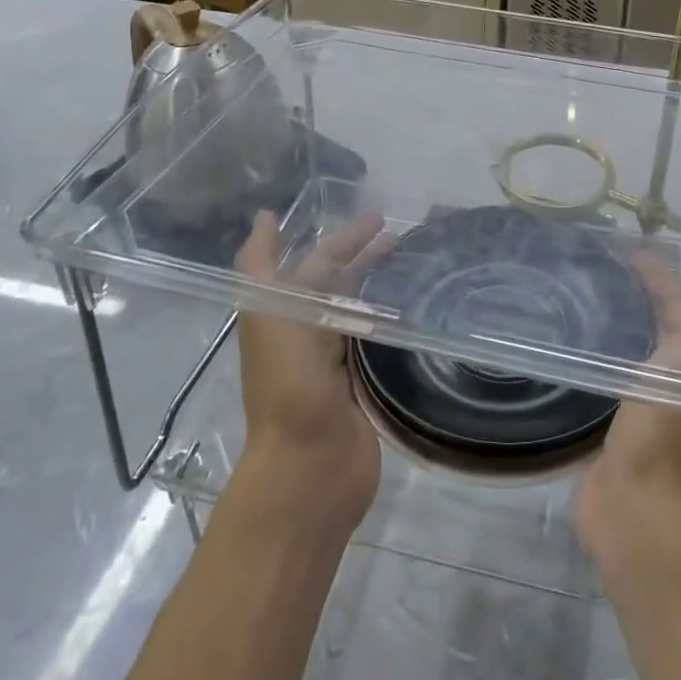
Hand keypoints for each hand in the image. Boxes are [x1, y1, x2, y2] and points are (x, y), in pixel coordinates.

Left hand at [232, 209, 395, 532]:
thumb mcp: (268, 313)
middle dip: (363, 253)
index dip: (337, 236)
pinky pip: (378, 341)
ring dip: (381, 282)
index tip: (371, 213)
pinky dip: (394, 318)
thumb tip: (265, 216)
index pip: (315, 260)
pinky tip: (418, 305)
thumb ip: (262, 265)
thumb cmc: (288, 382)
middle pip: (339, 282)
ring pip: (360, 308)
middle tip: (398, 229)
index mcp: (282, 313)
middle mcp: (308, 331)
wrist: (309, 466)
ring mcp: (337, 360)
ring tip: (414, 258)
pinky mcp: (364, 384)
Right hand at [575, 249, 680, 560]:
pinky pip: (615, 374)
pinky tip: (581, 345)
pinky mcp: (619, 422)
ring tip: (595, 295)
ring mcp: (649, 403)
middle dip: (648, 294)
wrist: (637, 507)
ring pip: (641, 348)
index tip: (633, 251)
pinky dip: (605, 353)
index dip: (666, 276)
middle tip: (610, 266)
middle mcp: (680, 380)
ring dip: (627, 322)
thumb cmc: (666, 427)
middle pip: (666, 325)